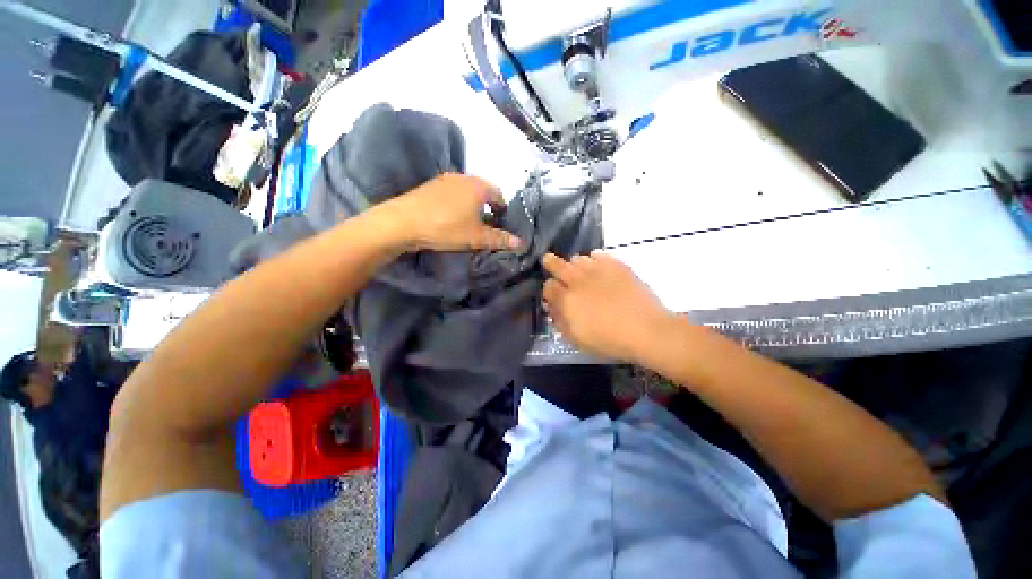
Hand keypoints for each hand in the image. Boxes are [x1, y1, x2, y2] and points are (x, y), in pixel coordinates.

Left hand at [374, 173, 522, 251]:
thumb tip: (520, 243)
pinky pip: (451, 192)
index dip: (502, 209)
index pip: (499, 195)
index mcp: (478, 186)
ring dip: (471, 204)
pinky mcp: (430, 185)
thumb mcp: (476, 237)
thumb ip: (499, 239)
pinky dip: (457, 202)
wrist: (403, 222)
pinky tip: (449, 216)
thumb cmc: (447, 228)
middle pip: (483, 191)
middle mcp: (463, 177)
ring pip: (466, 191)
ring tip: (468, 221)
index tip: (501, 222)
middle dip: (487, 206)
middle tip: (486, 223)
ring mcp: (445, 179)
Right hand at [542, 252, 673, 362]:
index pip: (548, 286)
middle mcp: (577, 281)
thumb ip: (560, 321)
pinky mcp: (615, 265)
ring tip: (580, 272)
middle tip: (550, 262)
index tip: (553, 294)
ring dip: (574, 265)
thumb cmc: (609, 340)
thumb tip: (551, 307)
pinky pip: (598, 254)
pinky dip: (595, 259)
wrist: (646, 330)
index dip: (548, 289)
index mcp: (566, 300)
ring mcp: (597, 270)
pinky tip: (599, 268)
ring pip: (577, 258)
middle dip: (551, 263)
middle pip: (556, 264)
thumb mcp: (577, 338)